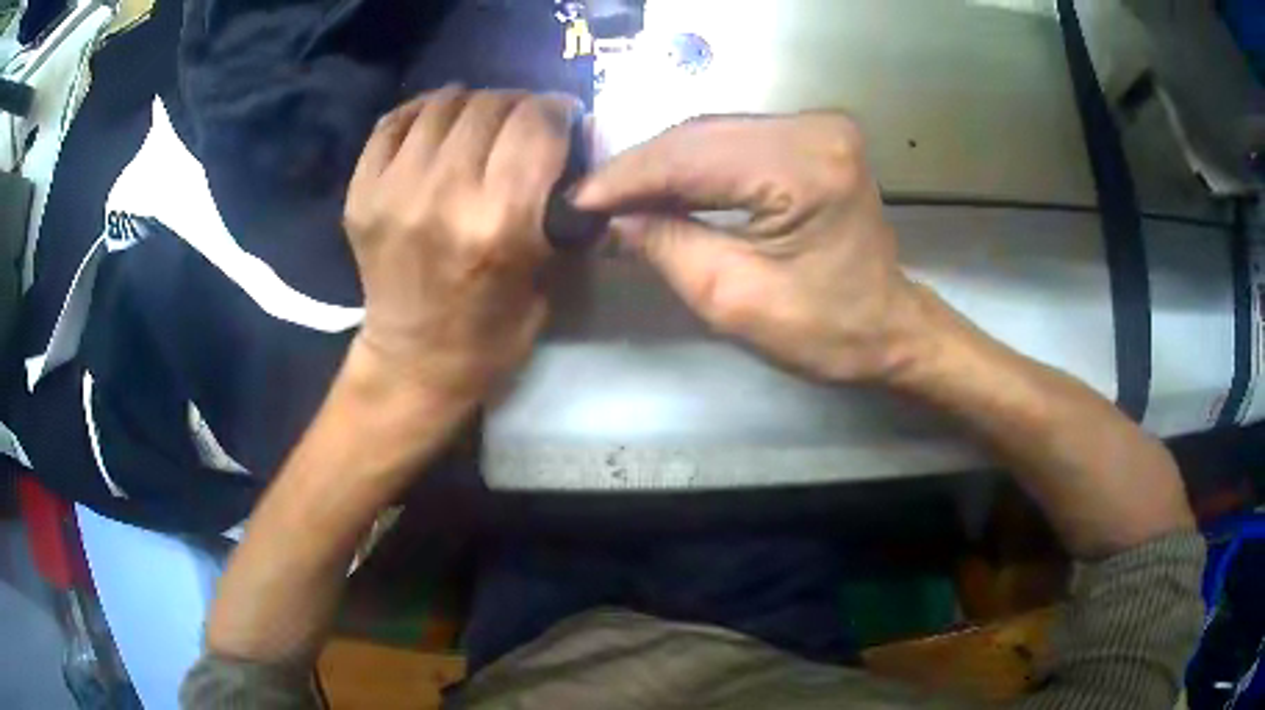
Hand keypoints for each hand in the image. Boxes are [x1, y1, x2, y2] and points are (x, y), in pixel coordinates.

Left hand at [344, 87, 575, 401]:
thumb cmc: (493, 331)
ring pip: (444, 104)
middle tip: (524, 120)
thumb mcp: (549, 274)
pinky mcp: (359, 192)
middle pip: (491, 105)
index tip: (563, 117)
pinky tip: (439, 122)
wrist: (414, 362)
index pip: (536, 123)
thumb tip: (568, 146)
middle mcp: (442, 195)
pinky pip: (394, 122)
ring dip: (473, 103)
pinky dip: (424, 111)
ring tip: (482, 120)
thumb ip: (559, 205)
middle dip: (519, 104)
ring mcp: (392, 190)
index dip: (558, 109)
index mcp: (499, 223)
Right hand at [574, 113, 922, 382]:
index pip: (692, 158)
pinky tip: (661, 185)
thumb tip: (612, 218)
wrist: (889, 327)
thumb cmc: (827, 330)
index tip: (576, 201)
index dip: (627, 178)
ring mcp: (818, 126)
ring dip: (661, 165)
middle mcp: (815, 129)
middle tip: (589, 200)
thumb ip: (668, 248)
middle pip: (700, 135)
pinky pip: (734, 141)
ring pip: (712, 133)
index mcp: (806, 168)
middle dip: (639, 169)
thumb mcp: (736, 300)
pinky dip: (693, 164)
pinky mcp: (813, 135)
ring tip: (616, 195)